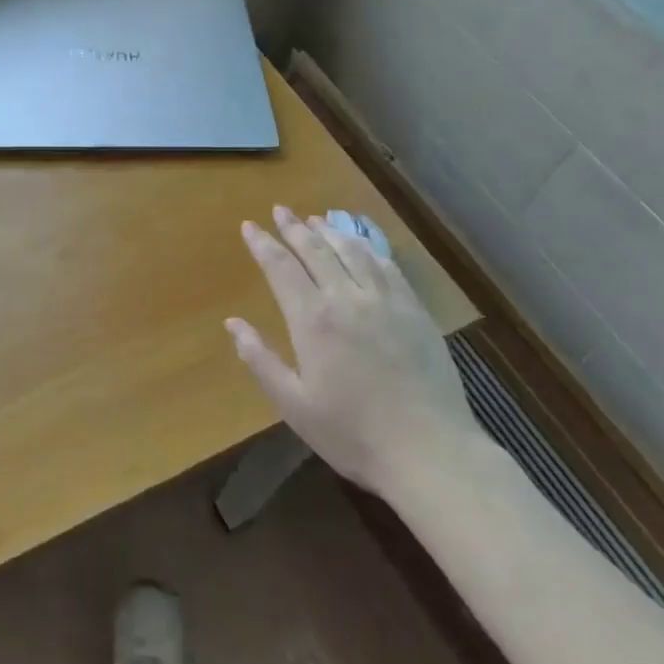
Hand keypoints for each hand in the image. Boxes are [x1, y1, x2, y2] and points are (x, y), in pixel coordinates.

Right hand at [226, 206, 481, 494]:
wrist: (430, 452)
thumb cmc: (353, 434)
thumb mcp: (294, 405)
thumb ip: (260, 360)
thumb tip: (232, 323)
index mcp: (312, 320)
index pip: (280, 267)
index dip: (263, 244)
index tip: (249, 226)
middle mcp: (346, 298)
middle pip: (316, 250)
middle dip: (294, 228)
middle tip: (280, 210)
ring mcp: (385, 301)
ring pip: (352, 251)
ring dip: (330, 231)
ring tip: (315, 220)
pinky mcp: (414, 310)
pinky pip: (387, 267)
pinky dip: (368, 249)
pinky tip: (361, 245)